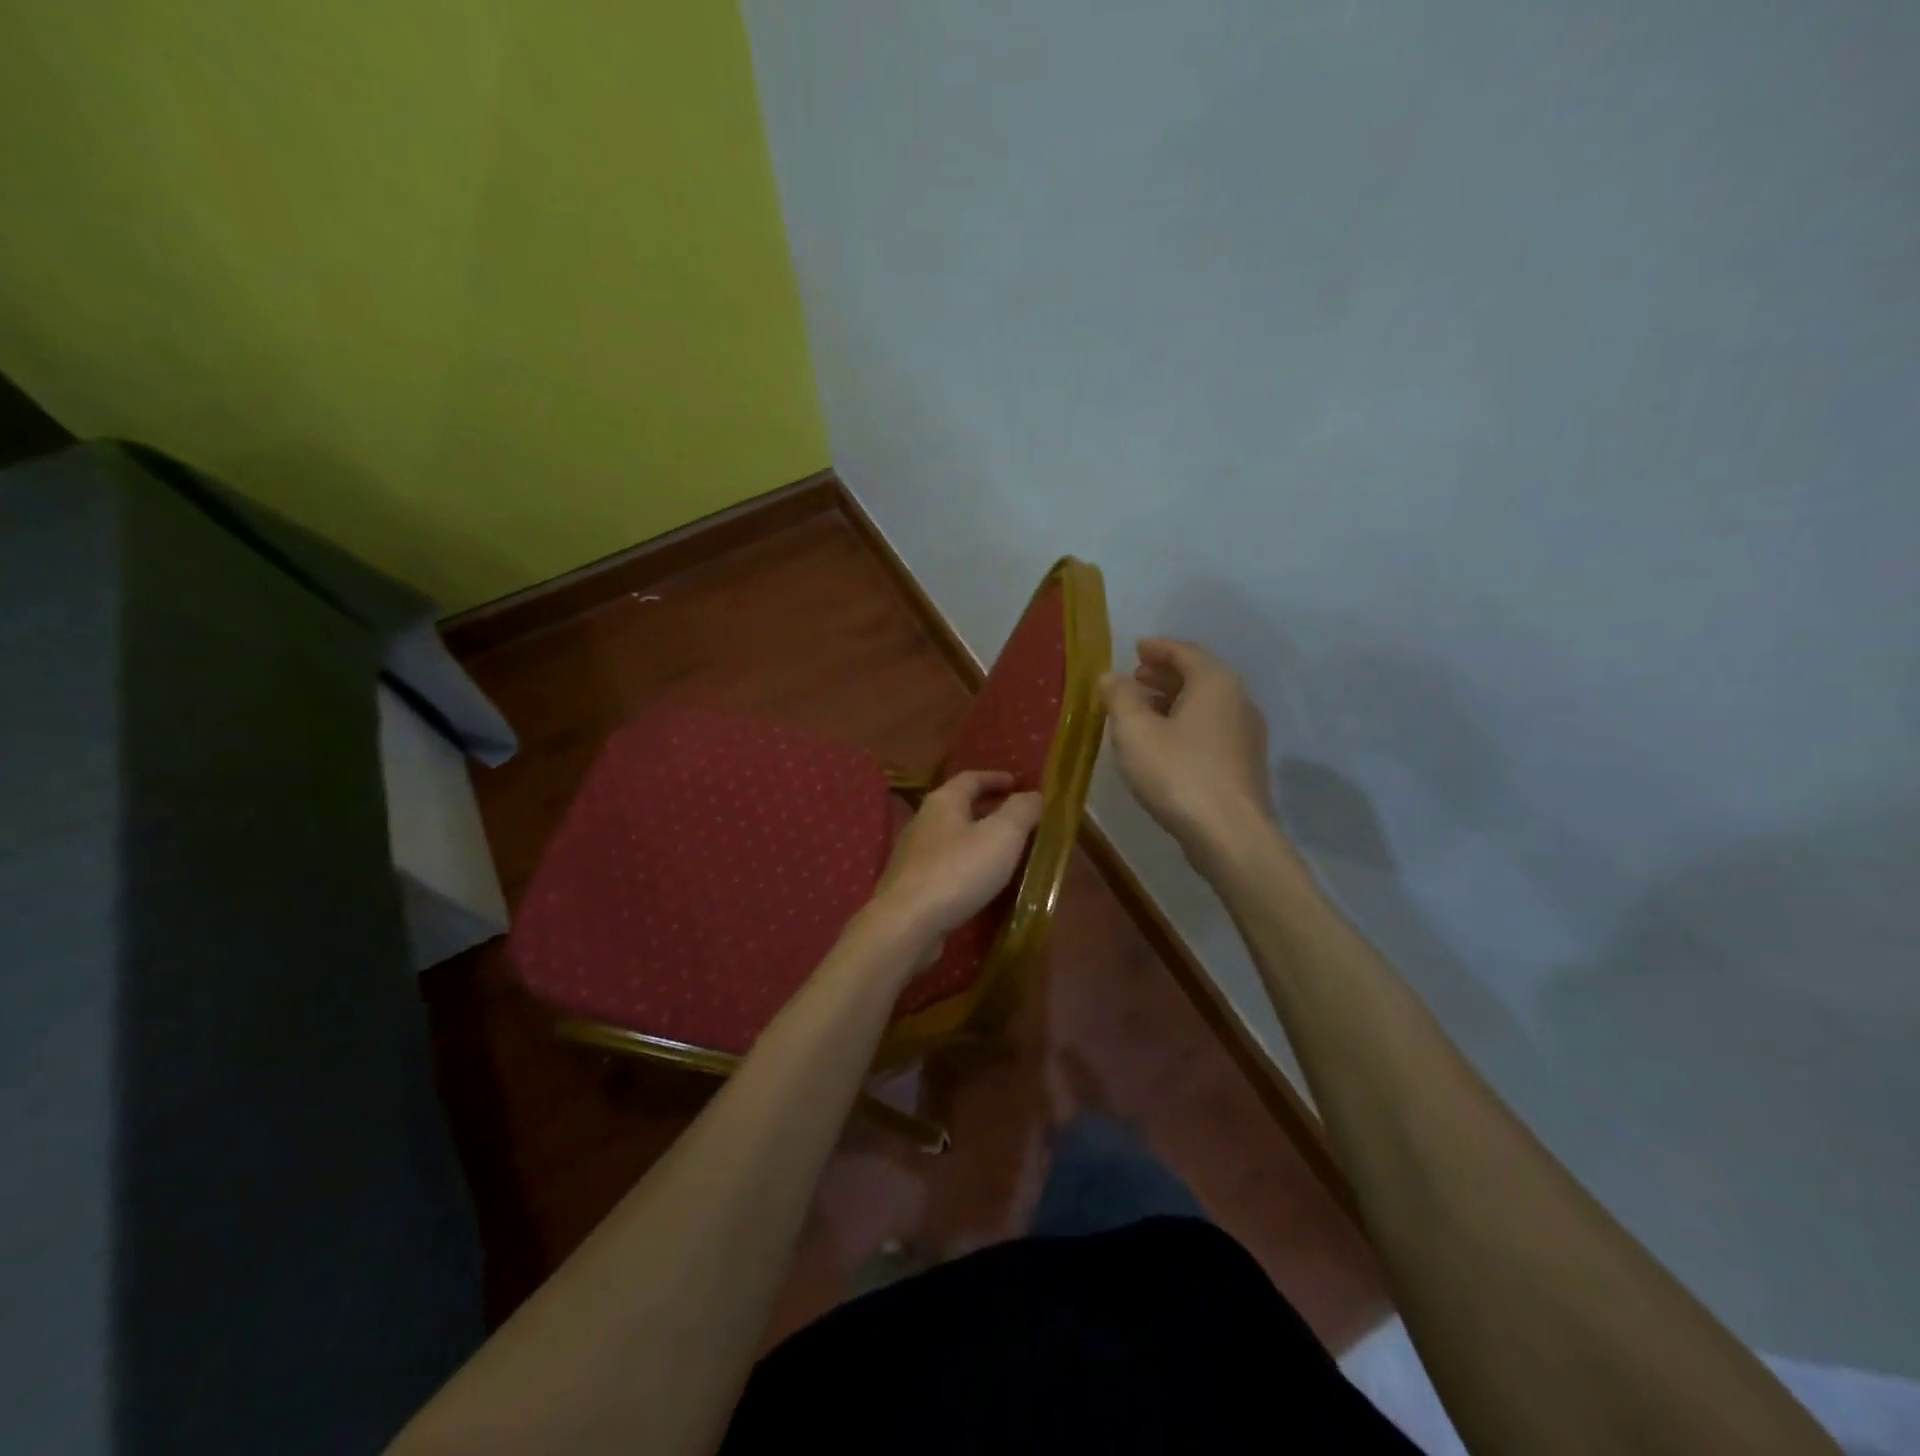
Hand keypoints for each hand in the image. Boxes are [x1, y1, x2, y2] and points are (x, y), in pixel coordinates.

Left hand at [871, 770, 1043, 946]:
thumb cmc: (958, 871)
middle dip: (988, 809)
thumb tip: (1033, 795)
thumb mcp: (1002, 835)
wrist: (906, 924)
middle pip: (959, 807)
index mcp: (942, 802)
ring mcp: (913, 855)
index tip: (1018, 783)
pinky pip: (945, 865)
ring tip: (1004, 851)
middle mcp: (923, 822)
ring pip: (952, 838)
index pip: (970, 778)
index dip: (996, 778)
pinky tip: (980, 881)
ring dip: (977, 839)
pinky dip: (966, 865)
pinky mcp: (911, 886)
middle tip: (1017, 818)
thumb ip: (1021, 811)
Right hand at [1099, 638, 1275, 858]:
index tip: (1136, 648)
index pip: (1184, 652)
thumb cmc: (1178, 773)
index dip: (1157, 648)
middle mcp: (1238, 701)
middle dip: (1164, 675)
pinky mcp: (1245, 765)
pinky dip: (1186, 725)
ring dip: (1174, 702)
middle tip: (1135, 679)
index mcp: (1215, 683)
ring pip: (1206, 706)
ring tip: (1143, 712)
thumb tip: (1110, 676)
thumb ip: (1119, 697)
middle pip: (1199, 677)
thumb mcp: (1135, 731)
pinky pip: (1211, 730)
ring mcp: (1247, 735)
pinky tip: (1164, 744)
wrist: (1230, 835)